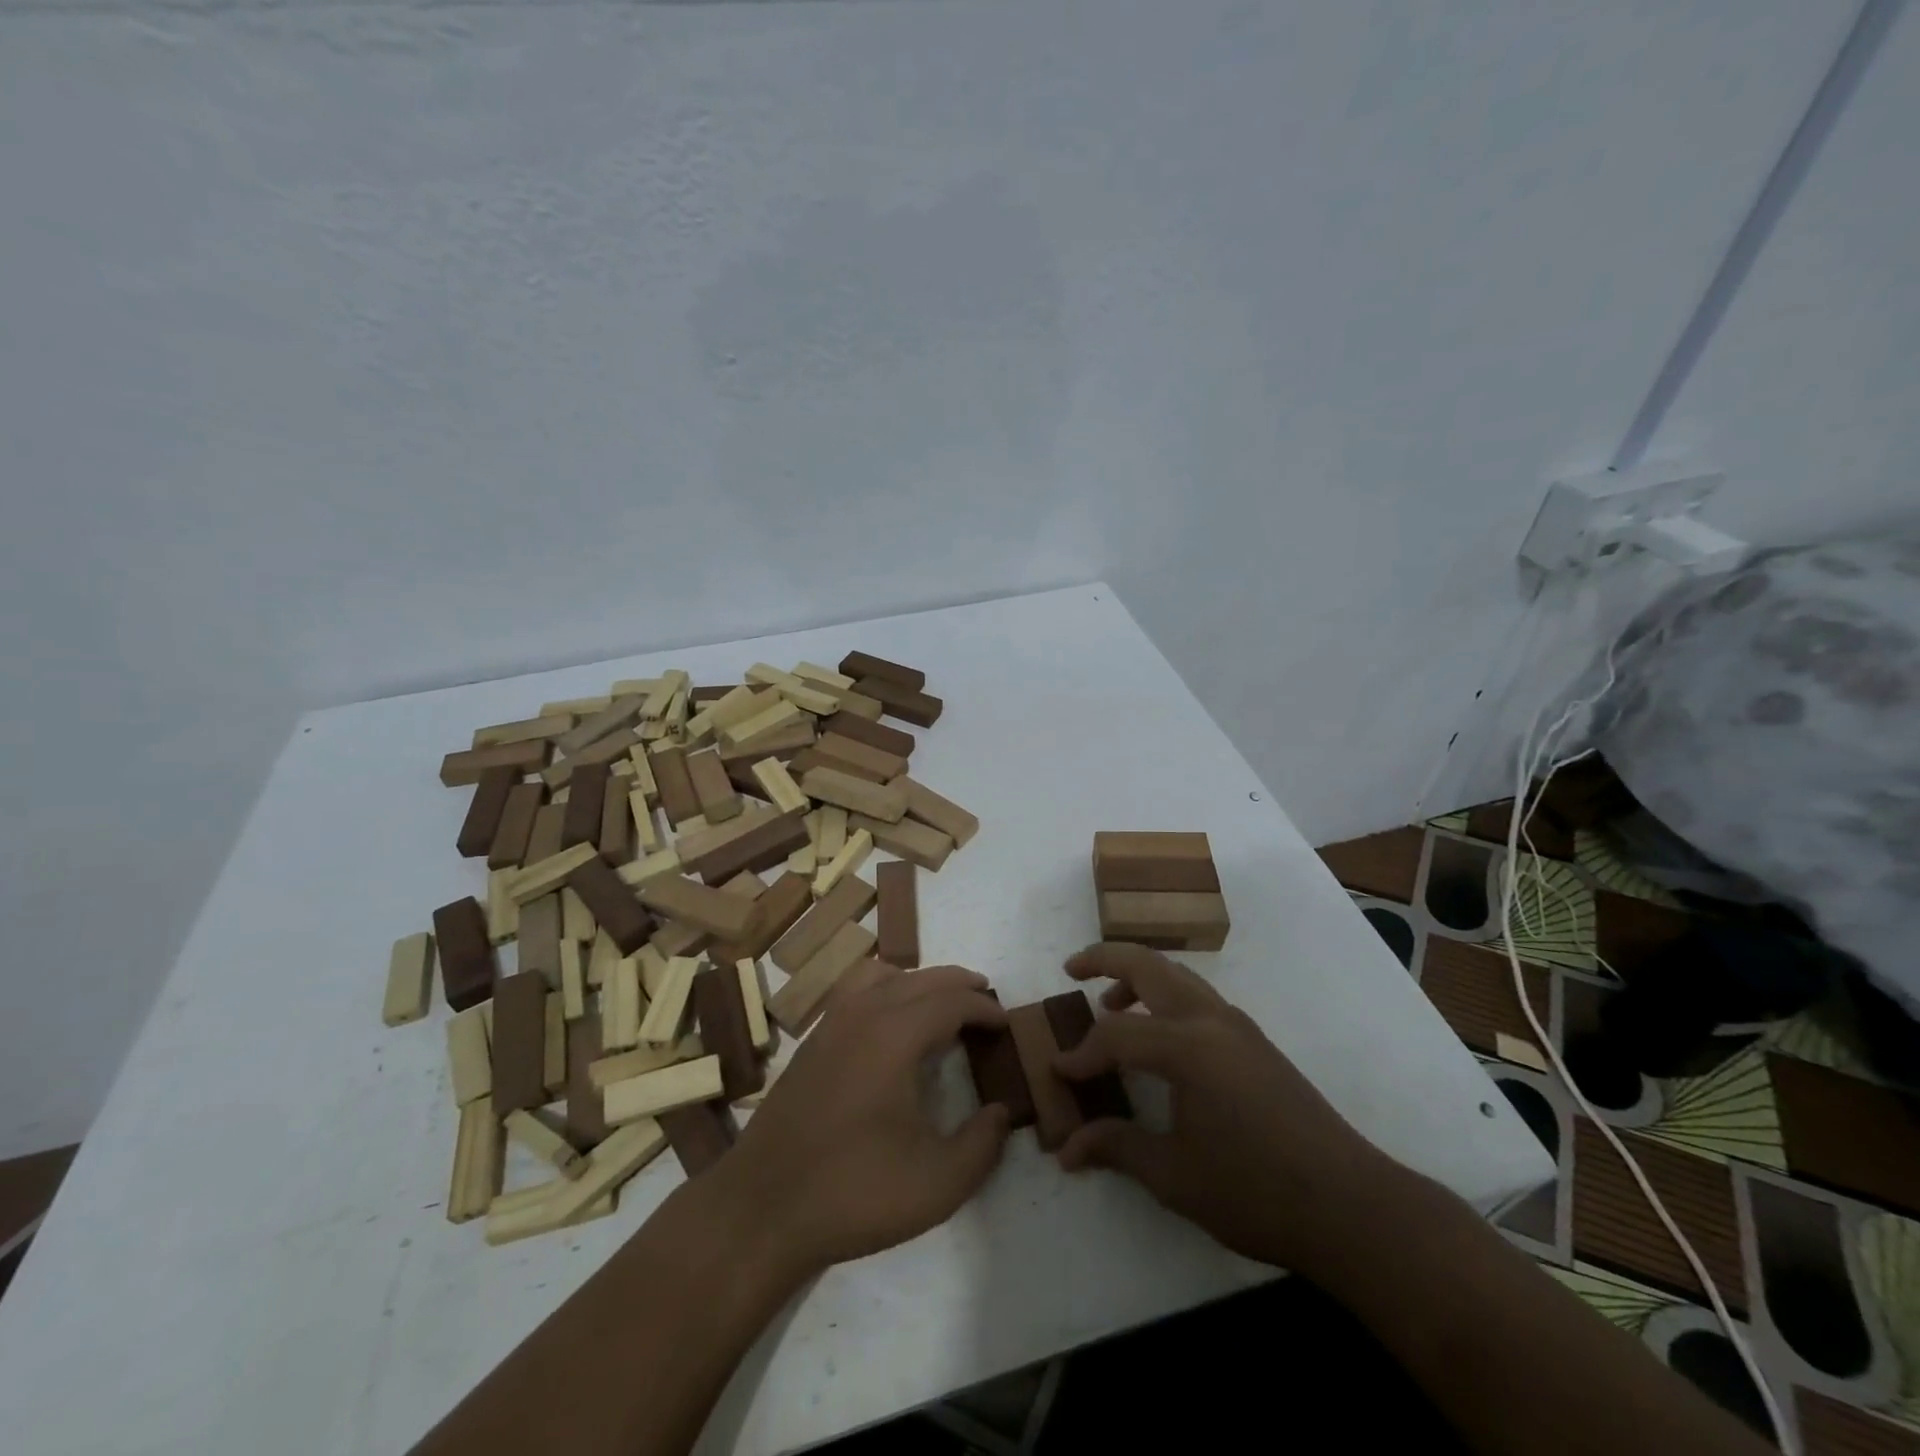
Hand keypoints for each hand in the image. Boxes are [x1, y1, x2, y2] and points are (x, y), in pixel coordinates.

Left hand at [718, 961, 1011, 1278]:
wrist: (762, 1209)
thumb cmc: (854, 1192)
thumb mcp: (938, 1183)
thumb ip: (982, 1145)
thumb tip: (1000, 1112)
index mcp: (895, 1035)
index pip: (950, 1001)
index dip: (983, 1007)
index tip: (1006, 1023)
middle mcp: (863, 1014)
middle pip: (921, 979)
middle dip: (958, 985)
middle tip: (986, 1002)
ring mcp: (831, 1024)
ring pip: (885, 978)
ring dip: (921, 982)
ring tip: (943, 1005)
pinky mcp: (812, 1042)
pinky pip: (858, 992)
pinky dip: (888, 991)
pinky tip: (892, 1025)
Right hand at [1054, 943, 1402, 1276]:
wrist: (1352, 1206)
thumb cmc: (1256, 1191)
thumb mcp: (1176, 1176)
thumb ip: (1118, 1148)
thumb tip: (1067, 1149)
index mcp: (1187, 1046)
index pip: (1116, 1035)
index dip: (1081, 1053)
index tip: (1057, 1074)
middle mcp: (1211, 1020)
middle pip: (1148, 965)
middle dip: (1105, 959)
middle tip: (1072, 967)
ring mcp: (1238, 1026)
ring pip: (1178, 975)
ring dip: (1139, 976)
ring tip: (1110, 1003)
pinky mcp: (1255, 1042)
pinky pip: (1198, 997)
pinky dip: (1166, 996)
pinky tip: (1160, 1037)